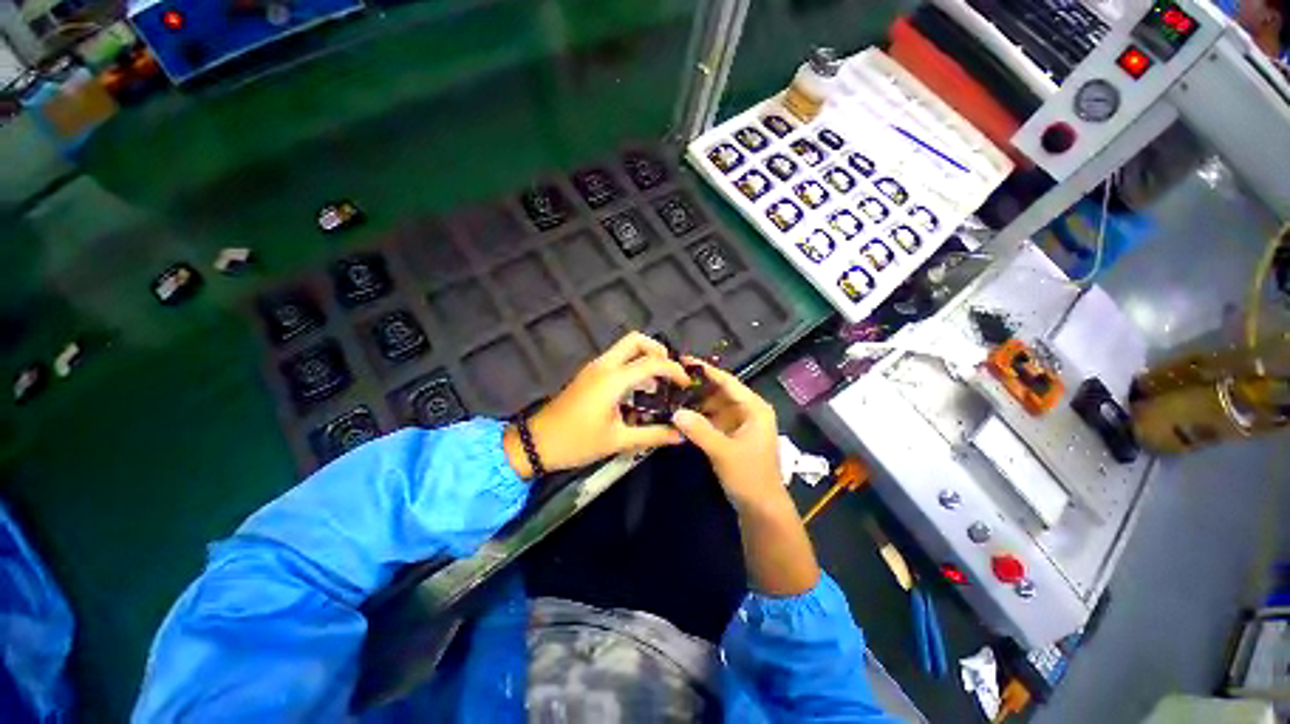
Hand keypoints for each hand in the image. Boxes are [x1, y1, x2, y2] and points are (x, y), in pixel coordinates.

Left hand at [503, 332, 690, 477]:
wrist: (537, 443)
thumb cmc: (577, 441)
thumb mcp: (618, 441)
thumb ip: (653, 435)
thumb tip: (681, 434)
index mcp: (613, 379)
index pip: (652, 363)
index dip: (674, 371)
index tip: (686, 385)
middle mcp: (604, 365)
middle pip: (636, 340)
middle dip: (658, 351)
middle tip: (670, 373)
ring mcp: (594, 367)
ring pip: (625, 348)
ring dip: (645, 357)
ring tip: (659, 383)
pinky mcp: (589, 374)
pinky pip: (616, 359)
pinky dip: (633, 365)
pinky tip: (639, 390)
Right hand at [670, 358, 781, 509]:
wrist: (762, 509)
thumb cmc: (750, 476)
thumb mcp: (724, 452)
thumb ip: (700, 430)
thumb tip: (675, 412)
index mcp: (754, 408)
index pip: (728, 382)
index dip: (706, 370)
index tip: (684, 360)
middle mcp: (748, 411)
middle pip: (720, 392)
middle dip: (697, 387)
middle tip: (671, 378)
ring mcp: (739, 424)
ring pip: (714, 406)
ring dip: (696, 402)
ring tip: (671, 394)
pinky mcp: (731, 436)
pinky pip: (712, 420)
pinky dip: (699, 418)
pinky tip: (680, 415)